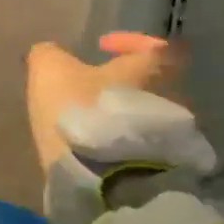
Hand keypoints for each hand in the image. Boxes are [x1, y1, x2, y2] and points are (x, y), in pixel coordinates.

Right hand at [26, 32, 182, 170]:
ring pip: (152, 113)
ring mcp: (175, 134)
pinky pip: (150, 144)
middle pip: (157, 81)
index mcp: (152, 66)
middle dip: (128, 82)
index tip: (101, 48)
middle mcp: (175, 95)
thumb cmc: (81, 113)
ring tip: (96, 121)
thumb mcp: (50, 72)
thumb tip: (51, 54)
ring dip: (127, 113)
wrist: (104, 181)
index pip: (157, 43)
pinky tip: (102, 148)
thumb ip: (49, 54)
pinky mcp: (167, 166)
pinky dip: (129, 141)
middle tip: (96, 88)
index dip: (129, 42)